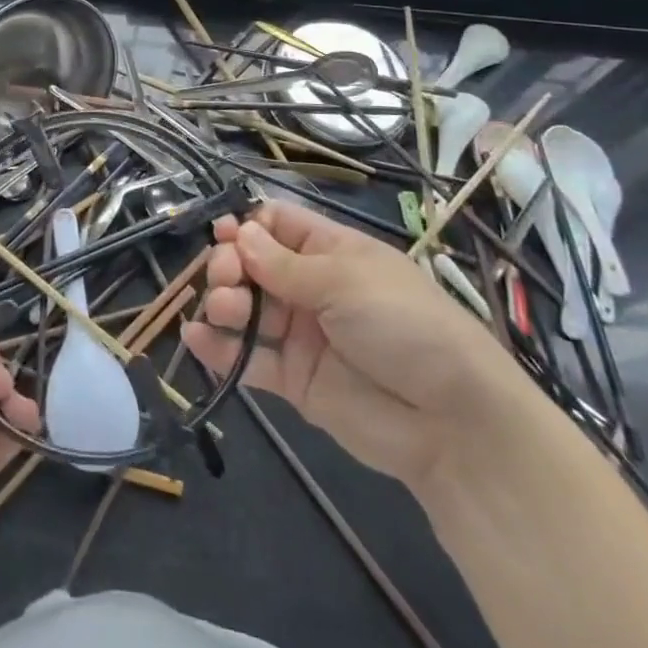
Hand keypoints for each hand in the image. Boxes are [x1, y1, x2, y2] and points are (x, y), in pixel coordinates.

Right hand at [184, 202, 518, 493]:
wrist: (451, 422)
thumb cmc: (404, 325)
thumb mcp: (346, 281)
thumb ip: (285, 264)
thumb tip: (239, 233)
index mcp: (331, 252)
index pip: (278, 225)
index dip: (248, 226)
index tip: (224, 233)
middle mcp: (312, 288)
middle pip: (254, 265)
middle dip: (232, 265)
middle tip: (226, 278)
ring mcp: (301, 334)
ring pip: (248, 309)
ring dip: (224, 303)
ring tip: (223, 310)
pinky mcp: (294, 380)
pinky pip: (249, 359)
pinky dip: (219, 349)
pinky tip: (196, 338)